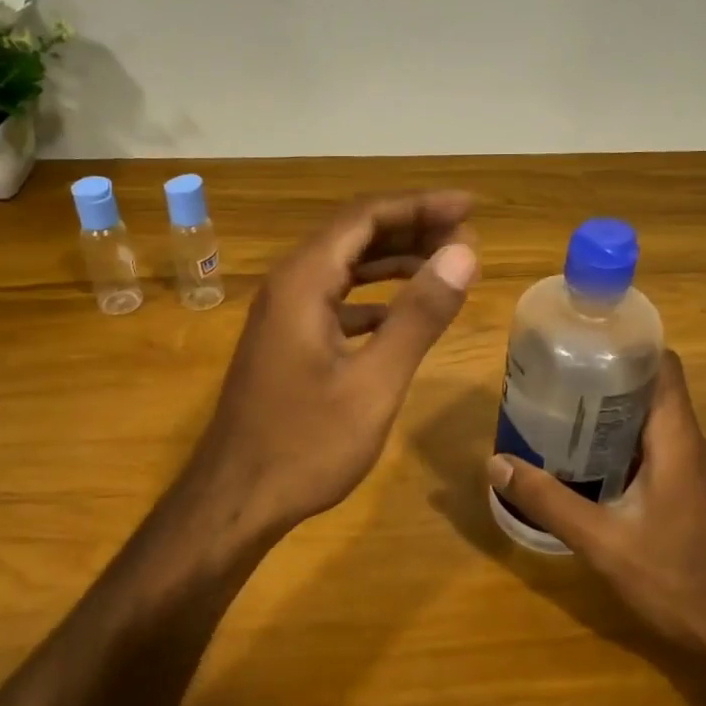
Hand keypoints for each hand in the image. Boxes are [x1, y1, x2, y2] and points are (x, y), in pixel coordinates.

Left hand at [191, 191, 478, 536]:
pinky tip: (403, 312)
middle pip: (354, 234)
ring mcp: (284, 314)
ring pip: (345, 266)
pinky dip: (375, 297)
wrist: (236, 500)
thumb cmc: (305, 445)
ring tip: (446, 265)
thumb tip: (463, 253)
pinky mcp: (287, 341)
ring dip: (394, 260)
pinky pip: (336, 299)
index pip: (365, 217)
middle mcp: (289, 285)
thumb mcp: (374, 383)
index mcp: (304, 282)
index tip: (469, 206)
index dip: (419, 205)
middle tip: (467, 236)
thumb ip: (419, 315)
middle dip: (412, 228)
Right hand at [486, 350, 705, 661]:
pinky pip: (652, 448)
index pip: (663, 365)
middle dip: (606, 376)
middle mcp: (689, 444)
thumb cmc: (676, 580)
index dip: (627, 345)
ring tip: (559, 410)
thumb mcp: (602, 541)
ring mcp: (691, 470)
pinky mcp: (687, 492)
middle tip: (555, 377)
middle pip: (651, 388)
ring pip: (650, 420)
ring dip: (610, 411)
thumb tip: (496, 464)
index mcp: (677, 439)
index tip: (582, 341)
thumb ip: (549, 501)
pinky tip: (583, 459)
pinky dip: (619, 442)